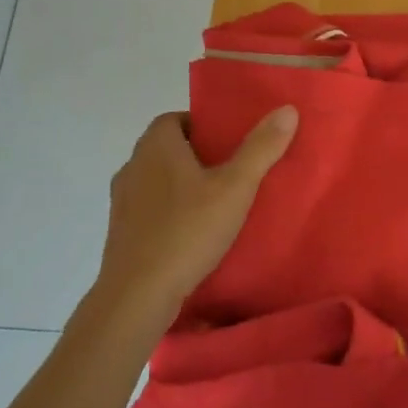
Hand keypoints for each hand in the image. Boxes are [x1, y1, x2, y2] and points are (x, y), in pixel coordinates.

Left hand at [91, 107, 297, 329]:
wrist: (136, 297)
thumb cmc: (187, 231)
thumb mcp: (235, 187)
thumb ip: (261, 148)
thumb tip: (287, 110)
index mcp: (156, 146)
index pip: (177, 118)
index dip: (204, 125)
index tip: (231, 142)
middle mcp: (133, 165)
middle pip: (168, 148)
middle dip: (199, 155)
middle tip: (233, 170)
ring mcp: (122, 201)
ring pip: (158, 180)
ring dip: (183, 186)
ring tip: (217, 203)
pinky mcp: (120, 233)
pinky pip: (150, 210)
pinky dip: (170, 213)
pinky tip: (194, 233)